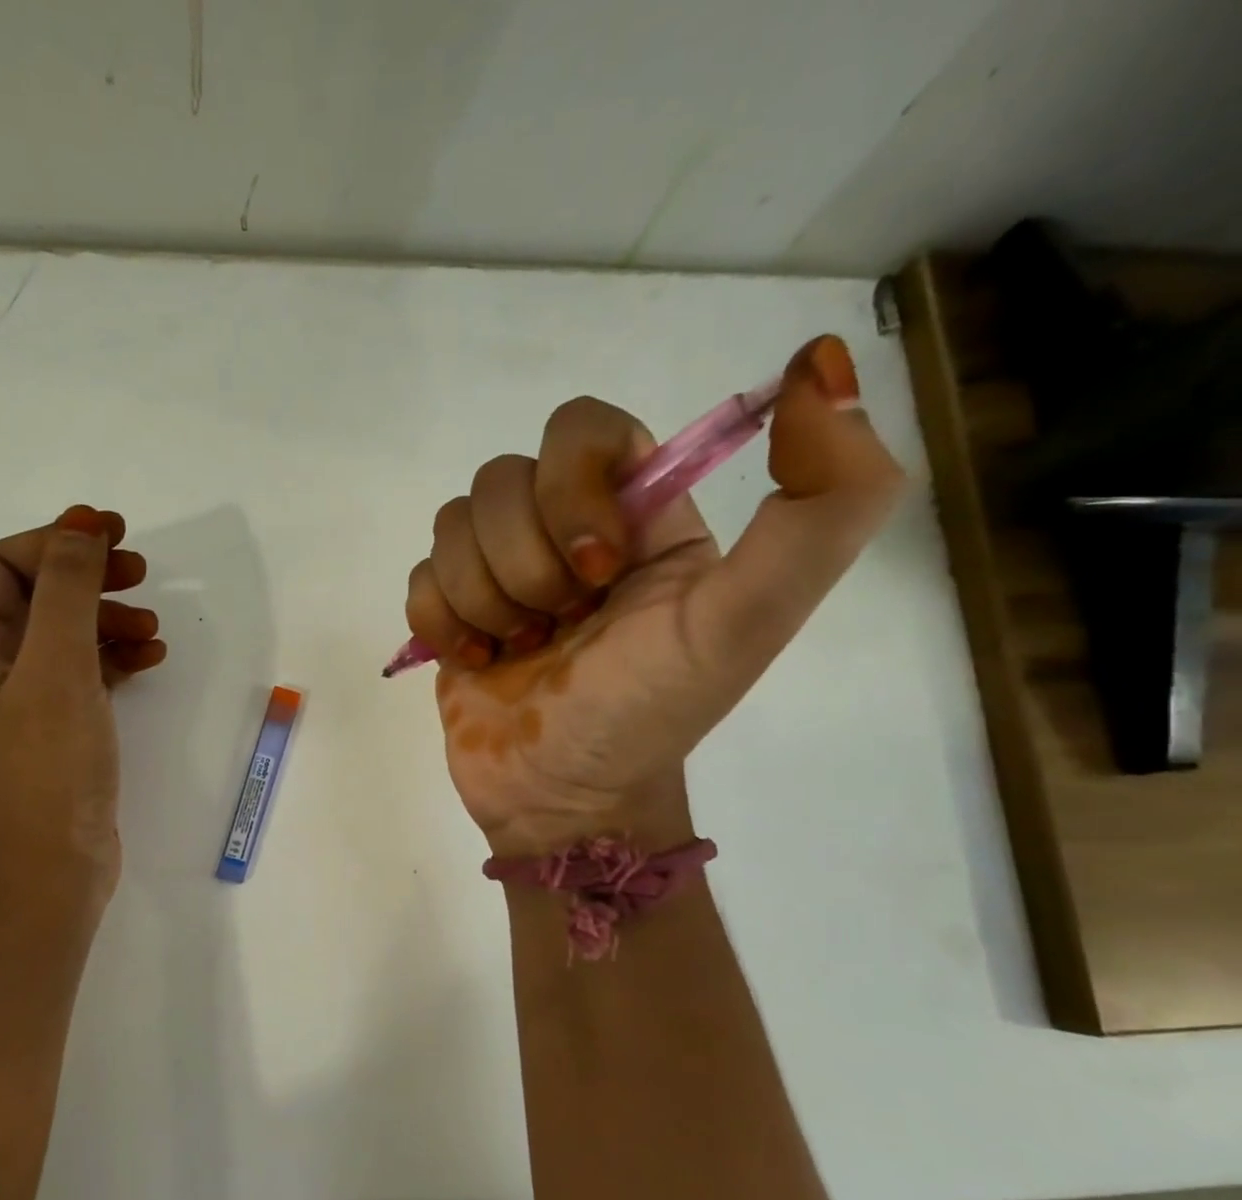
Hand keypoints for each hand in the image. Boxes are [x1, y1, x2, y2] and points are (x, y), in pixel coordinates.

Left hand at [0, 506, 167, 901]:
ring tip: (155, 627)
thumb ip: (68, 590)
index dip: (53, 540)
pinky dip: (114, 659)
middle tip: (141, 571)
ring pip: (63, 636)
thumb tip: (79, 525)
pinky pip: (81, 675)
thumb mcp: (57, 667)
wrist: (53, 872)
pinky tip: (152, 659)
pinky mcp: (53, 731)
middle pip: (34, 598)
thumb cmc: (47, 766)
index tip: (110, 532)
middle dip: (87, 578)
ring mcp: (18, 704)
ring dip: (108, 620)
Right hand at [404, 335, 906, 854]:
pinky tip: (477, 659)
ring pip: (454, 523)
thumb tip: (823, 358)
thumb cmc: (648, 714)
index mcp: (639, 513)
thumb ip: (822, 506)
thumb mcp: (747, 621)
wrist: (563, 800)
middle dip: (523, 565)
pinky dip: (443, 622)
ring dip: (484, 600)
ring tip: (517, 650)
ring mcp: (500, 569)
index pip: (582, 429)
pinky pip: (419, 576)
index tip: (596, 571)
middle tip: (557, 628)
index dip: (571, 489)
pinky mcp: (450, 608)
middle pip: (502, 477)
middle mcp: (565, 528)